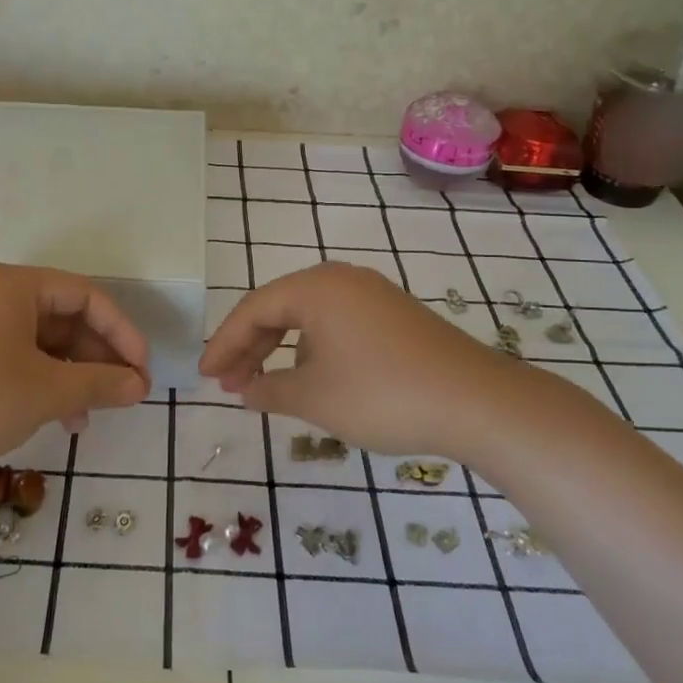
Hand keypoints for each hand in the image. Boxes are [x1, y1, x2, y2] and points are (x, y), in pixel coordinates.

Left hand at [0, 263, 150, 473]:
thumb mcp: (44, 391)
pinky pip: (14, 357)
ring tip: (89, 416)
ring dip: (71, 375)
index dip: (122, 333)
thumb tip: (139, 386)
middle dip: (97, 358)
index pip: (87, 296)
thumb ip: (98, 384)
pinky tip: (54, 418)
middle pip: (64, 317)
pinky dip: (40, 382)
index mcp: (16, 286)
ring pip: (40, 342)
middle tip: (123, 395)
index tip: (142, 372)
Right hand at [198, 261, 601, 461]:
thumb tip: (245, 390)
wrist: (476, 402)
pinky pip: (336, 324)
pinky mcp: (394, 315)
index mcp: (315, 288)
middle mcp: (341, 280)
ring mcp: (371, 295)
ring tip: (263, 386)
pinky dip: (312, 349)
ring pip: (308, 317)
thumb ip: (269, 391)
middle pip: (278, 308)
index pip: (253, 310)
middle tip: (228, 384)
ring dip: (280, 349)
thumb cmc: (382, 395)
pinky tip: (311, 378)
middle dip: (249, 347)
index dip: (223, 345)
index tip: (205, 377)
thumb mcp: (315, 398)